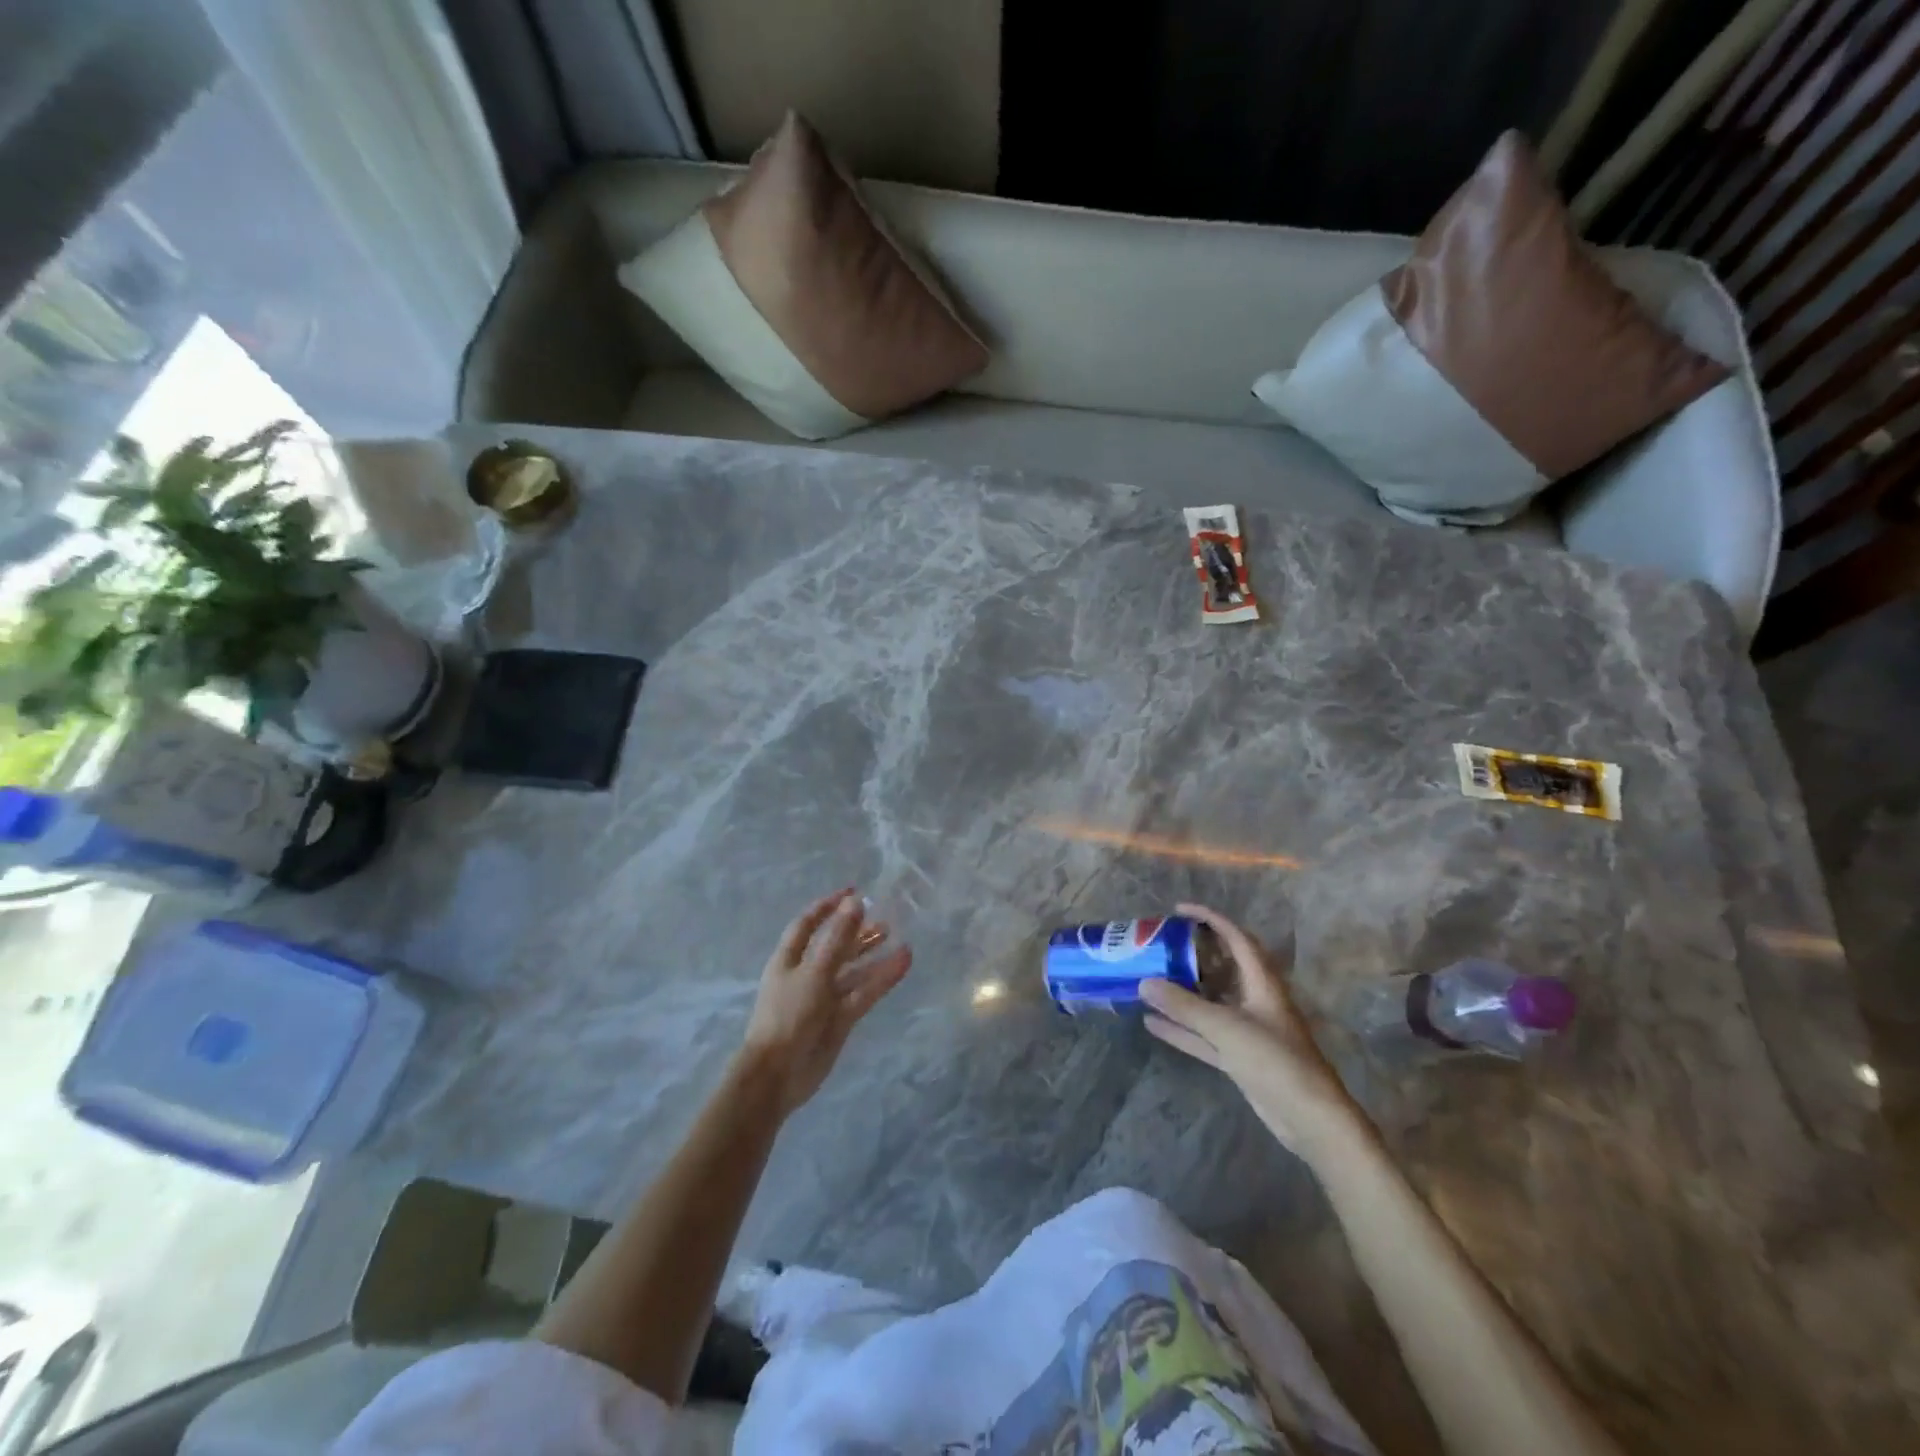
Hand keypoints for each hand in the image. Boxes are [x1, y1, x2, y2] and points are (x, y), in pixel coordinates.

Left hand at [739, 890, 911, 1116]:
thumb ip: (837, 938)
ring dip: (872, 953)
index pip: (808, 924)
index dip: (828, 907)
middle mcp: (806, 974)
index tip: (853, 892)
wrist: (777, 1075)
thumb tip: (854, 902)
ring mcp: (824, 998)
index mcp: (789, 959)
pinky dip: (882, 978)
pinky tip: (903, 963)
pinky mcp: (840, 1019)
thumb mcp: (814, 972)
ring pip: (852, 970)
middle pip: (833, 946)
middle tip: (883, 918)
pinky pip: (864, 993)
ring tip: (897, 936)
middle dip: (855, 931)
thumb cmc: (788, 1015)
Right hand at [1140, 903, 1369, 1164]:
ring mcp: (1247, 1030)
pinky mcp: (1239, 1057)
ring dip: (1182, 993)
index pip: (1236, 938)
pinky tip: (1151, 1022)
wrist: (1310, 1119)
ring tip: (1149, 979)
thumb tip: (1144, 982)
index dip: (1210, 919)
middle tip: (1160, 945)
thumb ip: (1184, 1006)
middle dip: (1192, 955)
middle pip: (1221, 968)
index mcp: (1262, 983)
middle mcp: (1255, 1000)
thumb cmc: (1275, 1060)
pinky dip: (1180, 1028)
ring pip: (1209, 1003)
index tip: (1179, 910)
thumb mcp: (1227, 1028)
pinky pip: (1203, 1035)